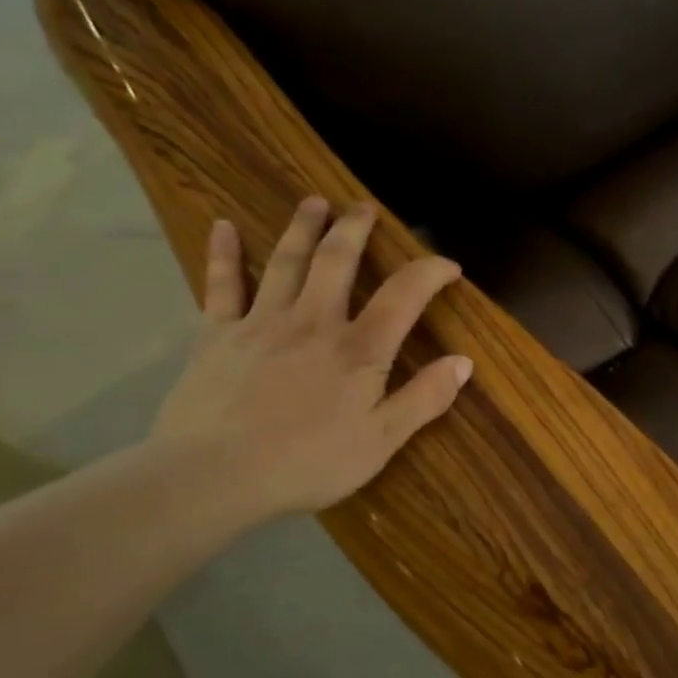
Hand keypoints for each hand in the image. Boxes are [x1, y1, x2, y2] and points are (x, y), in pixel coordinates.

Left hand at [151, 196, 472, 520]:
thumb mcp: (382, 440)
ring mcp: (261, 323)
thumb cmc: (308, 462)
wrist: (213, 476)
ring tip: (314, 202)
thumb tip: (465, 362)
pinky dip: (224, 254)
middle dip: (355, 230)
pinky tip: (224, 226)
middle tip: (363, 208)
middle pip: (337, 261)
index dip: (431, 272)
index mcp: (359, 348)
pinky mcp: (216, 337)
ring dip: (303, 228)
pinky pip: (221, 286)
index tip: (449, 266)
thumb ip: (425, 398)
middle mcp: (314, 322)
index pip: (405, 295)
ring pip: (286, 262)